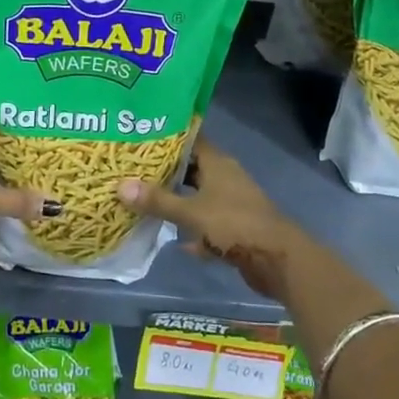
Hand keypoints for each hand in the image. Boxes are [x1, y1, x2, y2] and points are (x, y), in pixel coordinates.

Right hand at [118, 139, 306, 299]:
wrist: (278, 260)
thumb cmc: (235, 224)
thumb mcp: (192, 212)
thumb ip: (158, 201)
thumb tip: (120, 186)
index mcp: (218, 163)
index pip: (190, 140)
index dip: (167, 138)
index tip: (140, 137)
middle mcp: (225, 178)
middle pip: (192, 169)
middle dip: (166, 172)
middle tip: (134, 171)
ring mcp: (232, 204)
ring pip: (199, 197)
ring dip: (178, 201)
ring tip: (145, 201)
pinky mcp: (235, 229)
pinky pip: (207, 225)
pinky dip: (193, 231)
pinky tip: (174, 241)